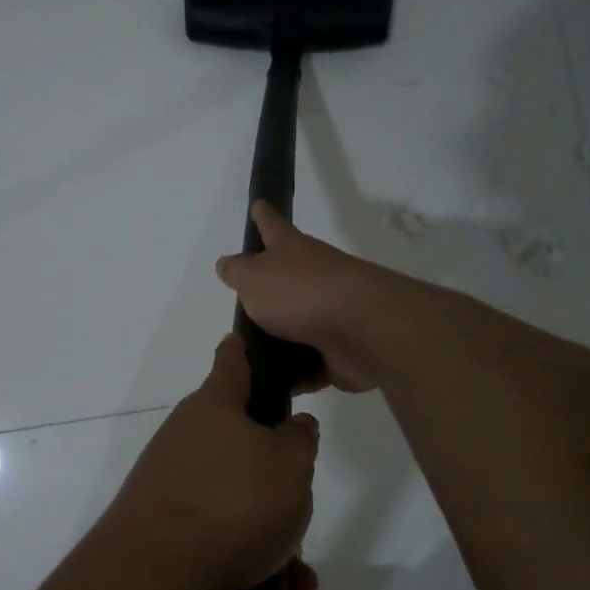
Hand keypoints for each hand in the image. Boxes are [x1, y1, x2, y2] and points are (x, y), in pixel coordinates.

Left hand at [100, 334, 321, 589]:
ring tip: (296, 569)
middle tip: (300, 500)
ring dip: (268, 528)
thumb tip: (294, 425)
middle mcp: (185, 436)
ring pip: (234, 495)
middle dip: (274, 471)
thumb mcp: (290, 465)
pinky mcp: (162, 525)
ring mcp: (169, 481)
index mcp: (214, 407)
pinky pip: (217, 532)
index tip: (251, 341)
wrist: (154, 574)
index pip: (232, 361)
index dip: (247, 350)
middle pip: (238, 440)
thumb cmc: (232, 502)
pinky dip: (248, 556)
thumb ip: (299, 439)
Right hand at [215, 202, 414, 391]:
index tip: (258, 204)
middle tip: (241, 305)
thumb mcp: (254, 278)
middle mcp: (313, 277)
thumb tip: (227, 264)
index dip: (263, 216)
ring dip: (277, 341)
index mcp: (291, 252)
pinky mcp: (338, 351)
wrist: (362, 329)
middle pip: (286, 280)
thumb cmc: (301, 293)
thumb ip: (238, 272)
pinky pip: (308, 364)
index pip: (272, 226)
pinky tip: (270, 386)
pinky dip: (293, 375)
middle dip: (267, 290)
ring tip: (246, 358)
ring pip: (296, 327)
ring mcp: (329, 315)